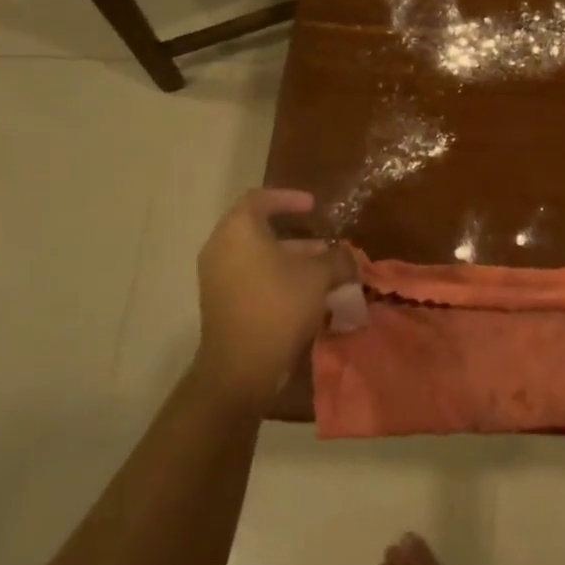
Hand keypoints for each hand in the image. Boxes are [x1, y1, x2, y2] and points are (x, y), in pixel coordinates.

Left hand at [194, 189, 361, 413]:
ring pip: (256, 256)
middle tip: (324, 245)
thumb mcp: (319, 276)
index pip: (260, 199)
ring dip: (289, 259)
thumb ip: (337, 258)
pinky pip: (250, 277)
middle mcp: (221, 248)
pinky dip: (275, 277)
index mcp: (239, 230)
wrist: (241, 366)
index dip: (288, 198)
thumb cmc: (280, 305)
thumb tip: (347, 255)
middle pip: (258, 229)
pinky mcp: (219, 302)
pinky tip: (304, 294)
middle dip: (295, 235)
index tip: (313, 206)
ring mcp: (216, 277)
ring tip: (322, 270)